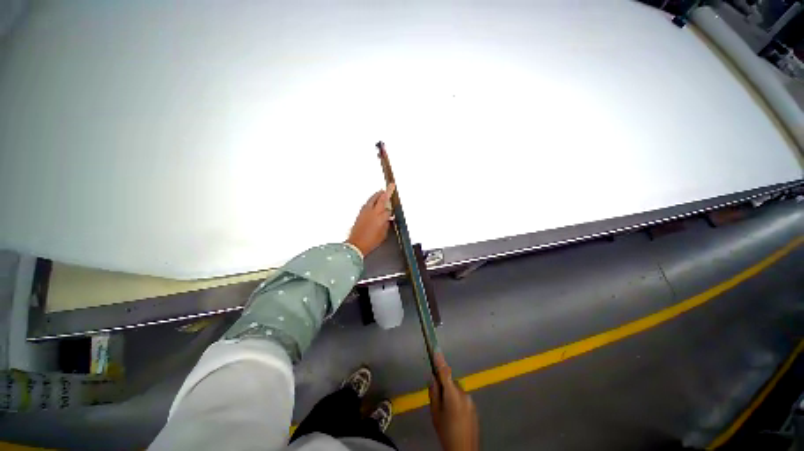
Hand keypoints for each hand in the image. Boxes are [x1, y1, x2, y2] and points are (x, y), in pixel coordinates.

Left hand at [346, 184, 395, 255]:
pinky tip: (372, 201)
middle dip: (386, 192)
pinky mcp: (360, 213)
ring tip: (381, 191)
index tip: (393, 209)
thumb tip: (387, 220)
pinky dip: (371, 200)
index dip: (391, 210)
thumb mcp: (383, 235)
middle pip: (381, 199)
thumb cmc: (370, 242)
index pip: (388, 210)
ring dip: (378, 195)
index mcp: (381, 218)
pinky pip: (367, 203)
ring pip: (373, 199)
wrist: (356, 244)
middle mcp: (373, 213)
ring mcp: (365, 212)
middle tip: (390, 186)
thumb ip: (386, 225)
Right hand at [429, 353, 479, 450]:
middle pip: (450, 382)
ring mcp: (470, 400)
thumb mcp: (435, 414)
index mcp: (452, 395)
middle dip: (444, 386)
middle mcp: (463, 393)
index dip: (440, 360)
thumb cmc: (446, 432)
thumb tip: (433, 379)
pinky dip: (457, 401)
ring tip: (447, 412)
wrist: (464, 450)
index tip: (436, 349)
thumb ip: (434, 394)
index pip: (445, 373)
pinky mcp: (474, 406)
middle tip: (438, 400)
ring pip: (456, 390)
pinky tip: (455, 416)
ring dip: (451, 395)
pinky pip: (462, 398)